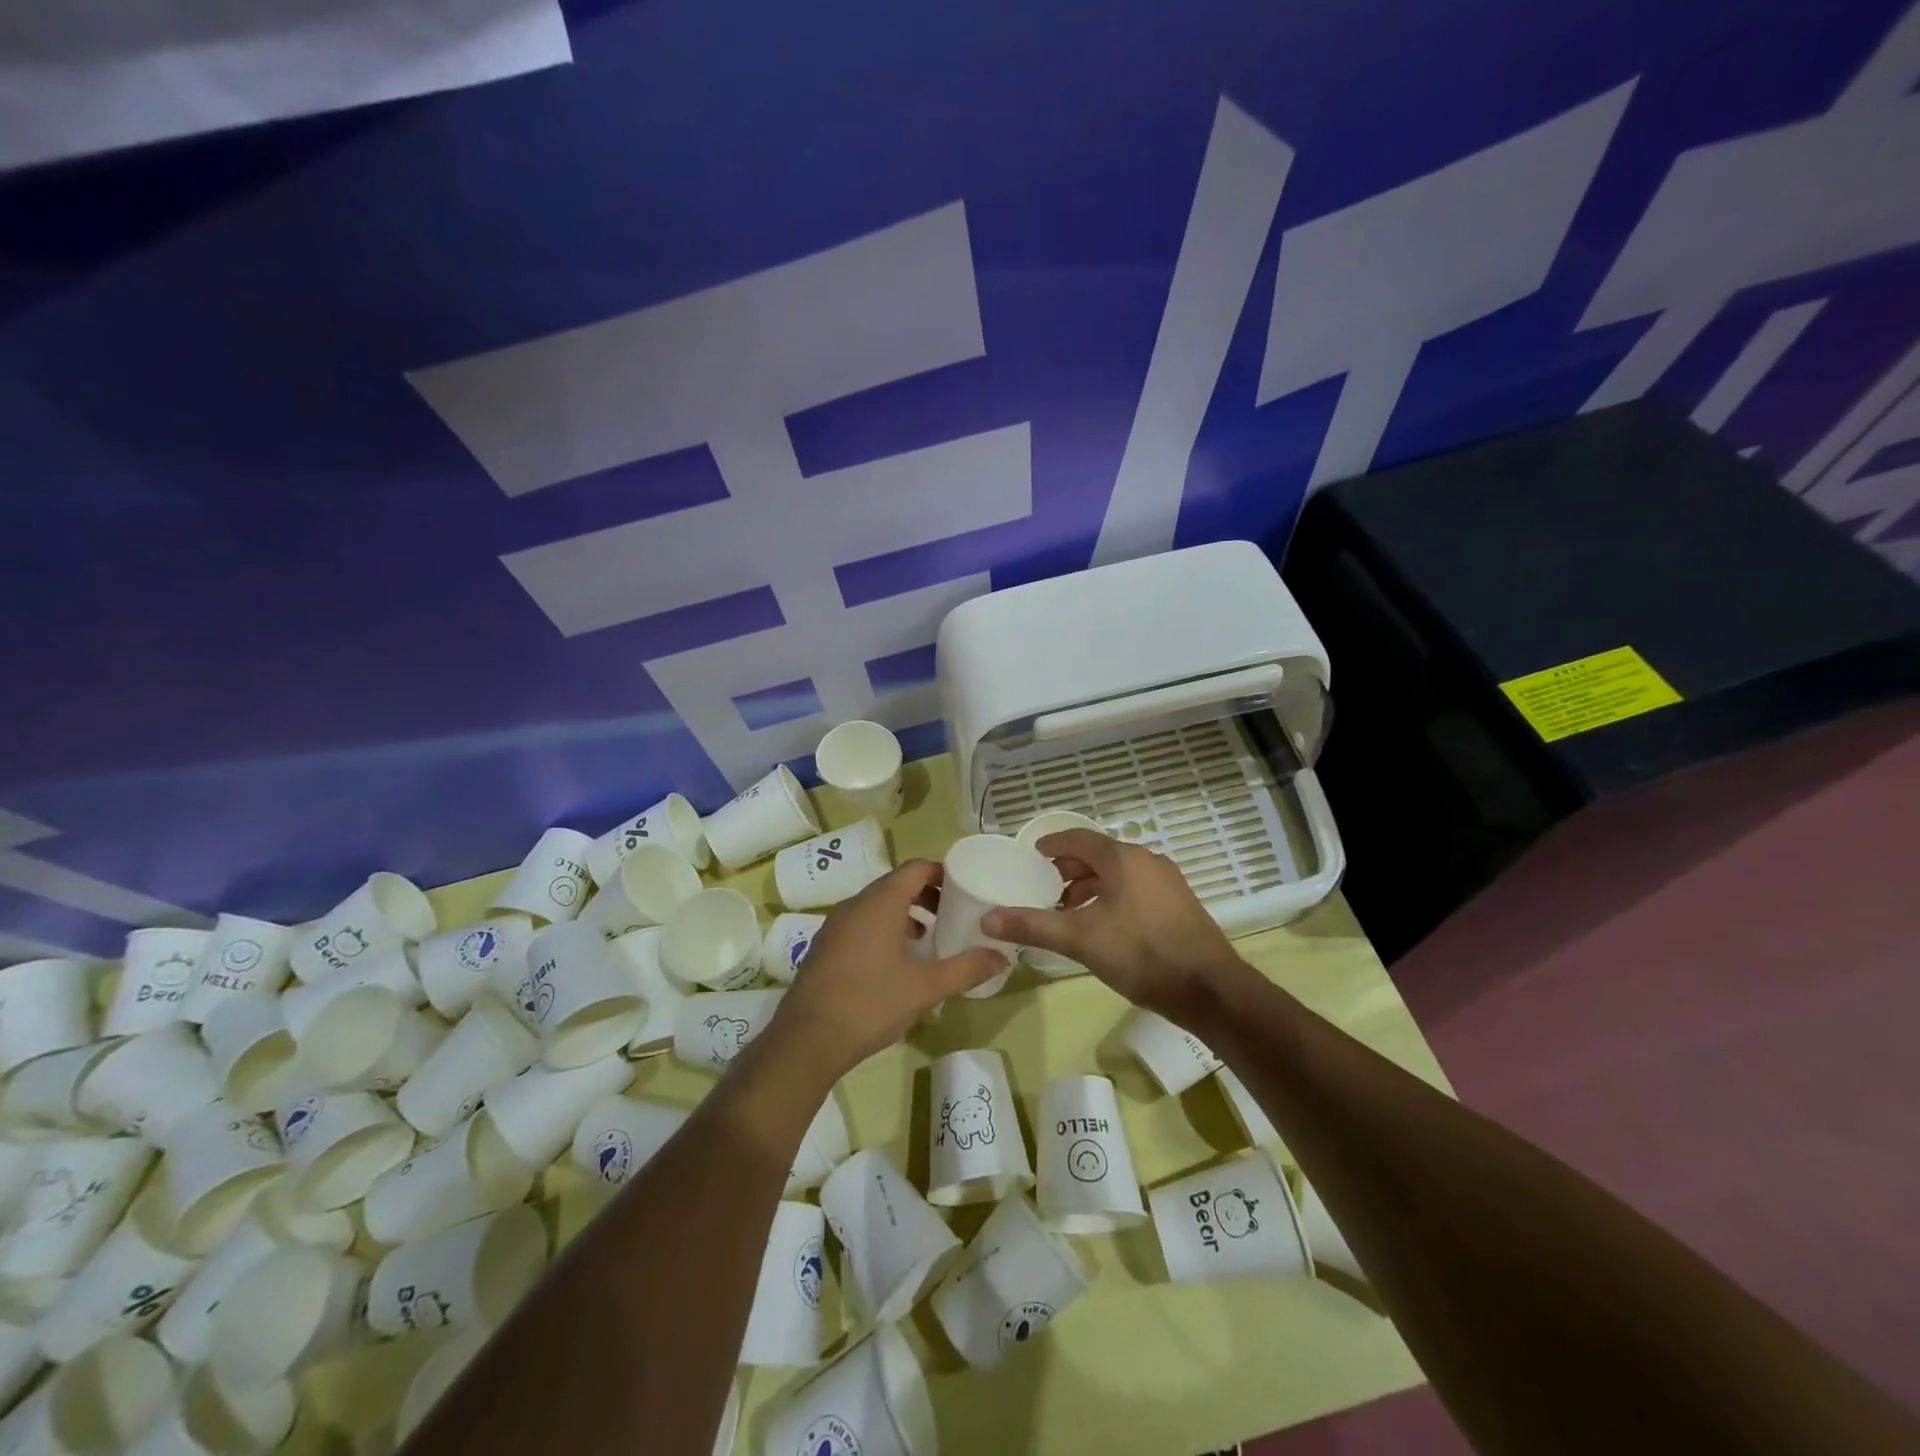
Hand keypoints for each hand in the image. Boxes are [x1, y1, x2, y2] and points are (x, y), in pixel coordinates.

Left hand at [770, 860, 1004, 1076]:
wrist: (808, 1039)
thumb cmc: (872, 1002)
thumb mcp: (927, 987)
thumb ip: (966, 968)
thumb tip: (1001, 957)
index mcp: (881, 902)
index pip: (915, 868)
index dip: (941, 873)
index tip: (964, 890)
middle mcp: (855, 904)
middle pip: (896, 885)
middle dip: (926, 896)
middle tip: (951, 916)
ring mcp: (835, 925)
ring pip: (876, 906)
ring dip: (904, 915)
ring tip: (928, 941)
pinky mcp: (824, 947)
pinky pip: (860, 924)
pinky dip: (882, 930)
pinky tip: (895, 964)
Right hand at [983, 831, 1242, 1022]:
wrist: (1209, 988)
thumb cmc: (1140, 954)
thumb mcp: (1079, 939)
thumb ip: (1032, 926)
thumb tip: (986, 919)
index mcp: (1121, 858)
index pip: (1077, 838)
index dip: (1051, 845)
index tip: (1032, 856)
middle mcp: (1146, 859)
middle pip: (1098, 854)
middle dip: (1069, 869)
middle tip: (1044, 888)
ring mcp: (1167, 880)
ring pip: (1118, 872)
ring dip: (1091, 885)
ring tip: (1070, 910)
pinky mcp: (1179, 902)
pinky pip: (1136, 887)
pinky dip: (1112, 895)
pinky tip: (1105, 924)